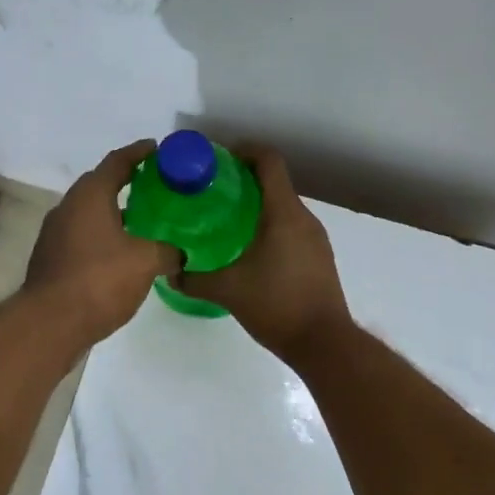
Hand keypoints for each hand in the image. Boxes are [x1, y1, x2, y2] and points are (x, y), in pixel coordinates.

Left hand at [27, 141, 180, 342]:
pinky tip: (121, 252)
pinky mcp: (51, 258)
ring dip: (113, 212)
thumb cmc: (99, 280)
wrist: (50, 323)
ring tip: (142, 221)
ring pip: (89, 212)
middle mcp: (68, 207)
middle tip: (154, 185)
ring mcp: (55, 234)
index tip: (156, 148)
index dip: (138, 152)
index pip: (117, 162)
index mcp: (89, 196)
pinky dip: (102, 235)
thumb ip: (167, 251)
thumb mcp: (145, 262)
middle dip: (125, 181)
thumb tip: (179, 253)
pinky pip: (82, 235)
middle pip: (99, 184)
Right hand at [175, 148, 352, 357]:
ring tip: (225, 219)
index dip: (245, 151)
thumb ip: (194, 279)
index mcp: (284, 213)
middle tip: (212, 191)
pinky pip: (292, 226)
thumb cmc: (277, 306)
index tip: (218, 159)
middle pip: (275, 181)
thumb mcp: (228, 291)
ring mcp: (315, 238)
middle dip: (244, 179)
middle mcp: (304, 218)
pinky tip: (249, 247)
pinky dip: (270, 224)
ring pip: (284, 206)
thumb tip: (169, 273)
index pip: (269, 161)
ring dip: (258, 204)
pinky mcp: (319, 256)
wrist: (325, 343)